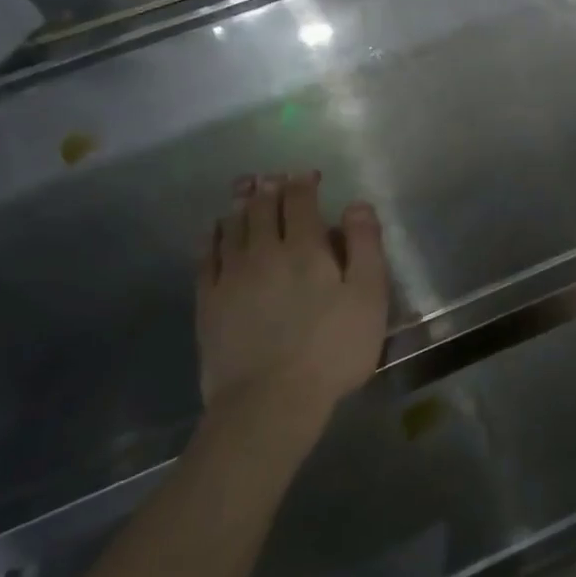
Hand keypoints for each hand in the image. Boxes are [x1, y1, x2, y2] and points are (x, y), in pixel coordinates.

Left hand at [196, 172, 389, 436]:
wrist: (269, 401)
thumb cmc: (332, 349)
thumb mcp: (368, 297)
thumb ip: (365, 246)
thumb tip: (355, 205)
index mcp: (305, 248)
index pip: (300, 201)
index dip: (303, 182)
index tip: (308, 175)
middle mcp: (263, 251)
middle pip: (261, 207)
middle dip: (269, 187)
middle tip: (272, 177)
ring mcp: (230, 276)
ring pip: (232, 226)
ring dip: (240, 204)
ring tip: (244, 191)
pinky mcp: (208, 301)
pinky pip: (206, 255)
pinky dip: (213, 235)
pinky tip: (215, 231)